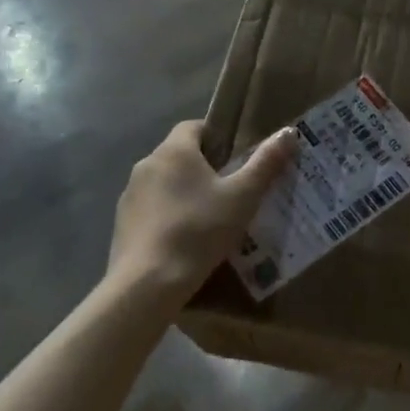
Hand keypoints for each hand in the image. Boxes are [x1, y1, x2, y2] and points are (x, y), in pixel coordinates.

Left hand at [105, 120, 295, 309]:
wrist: (148, 284)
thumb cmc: (199, 230)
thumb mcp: (243, 197)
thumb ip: (266, 163)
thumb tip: (288, 132)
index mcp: (174, 151)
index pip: (193, 126)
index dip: (216, 136)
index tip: (236, 156)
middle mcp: (147, 165)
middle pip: (179, 155)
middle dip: (203, 167)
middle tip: (231, 190)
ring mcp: (130, 195)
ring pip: (163, 184)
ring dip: (183, 193)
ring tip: (210, 218)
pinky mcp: (121, 224)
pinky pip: (151, 210)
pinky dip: (167, 217)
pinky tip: (185, 241)